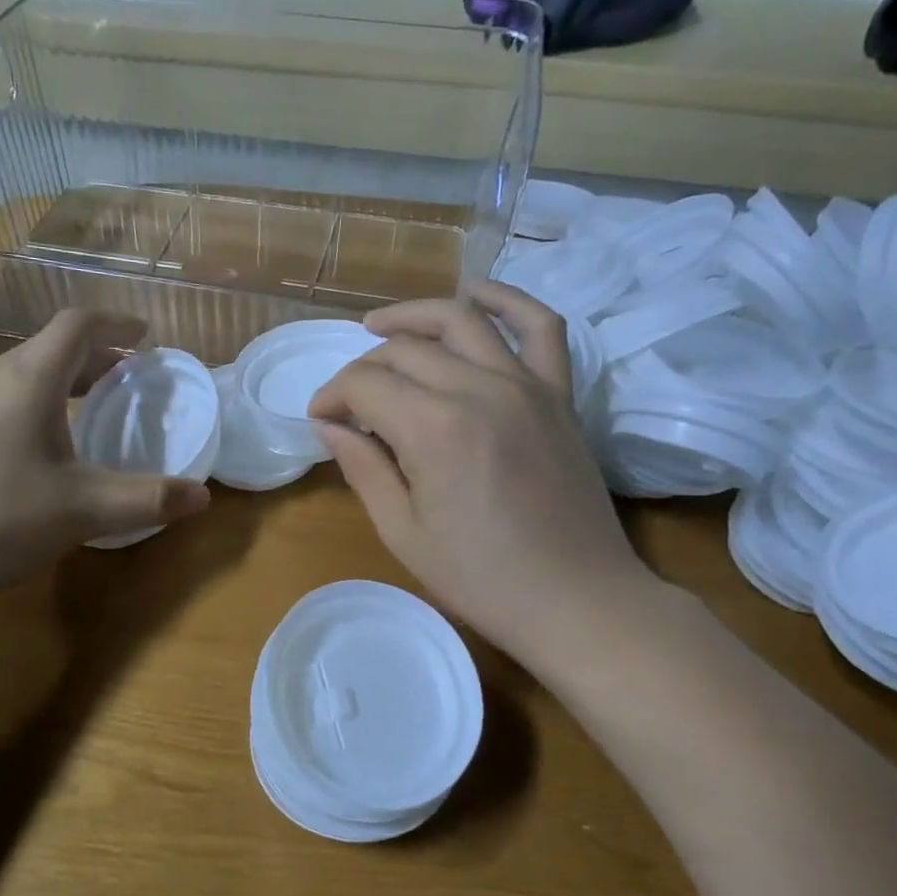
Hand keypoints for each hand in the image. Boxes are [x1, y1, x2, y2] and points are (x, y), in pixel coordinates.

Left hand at [0, 311, 209, 608]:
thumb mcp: (84, 510)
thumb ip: (147, 498)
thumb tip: (203, 497)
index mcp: (27, 380)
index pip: (76, 326)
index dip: (115, 324)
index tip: (144, 335)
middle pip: (48, 350)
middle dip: (94, 359)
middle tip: (128, 379)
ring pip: (20, 378)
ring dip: (61, 385)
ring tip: (88, 412)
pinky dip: (31, 408)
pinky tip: (36, 452)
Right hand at [309, 281, 655, 663]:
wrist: (576, 600)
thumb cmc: (481, 579)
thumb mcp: (403, 533)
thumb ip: (363, 469)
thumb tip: (329, 425)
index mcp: (434, 429)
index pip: (365, 384)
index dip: (332, 395)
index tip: (320, 419)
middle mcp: (479, 389)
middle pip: (405, 350)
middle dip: (363, 368)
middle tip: (348, 400)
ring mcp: (526, 385)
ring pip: (462, 320)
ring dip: (414, 317)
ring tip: (381, 327)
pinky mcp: (559, 394)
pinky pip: (540, 326)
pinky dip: (507, 300)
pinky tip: (475, 295)